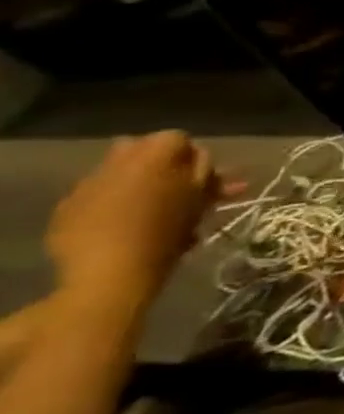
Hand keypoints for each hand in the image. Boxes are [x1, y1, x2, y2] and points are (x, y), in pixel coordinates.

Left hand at [45, 132, 234, 303]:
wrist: (109, 275)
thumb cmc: (166, 234)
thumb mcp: (200, 201)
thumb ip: (205, 173)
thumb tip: (202, 159)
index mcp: (151, 158)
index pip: (178, 138)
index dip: (195, 156)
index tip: (207, 178)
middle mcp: (114, 164)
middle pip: (145, 150)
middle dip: (167, 167)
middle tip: (186, 190)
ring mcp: (86, 186)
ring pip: (122, 173)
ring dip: (144, 184)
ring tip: (162, 210)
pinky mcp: (67, 209)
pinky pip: (100, 195)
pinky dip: (118, 204)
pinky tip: (131, 225)